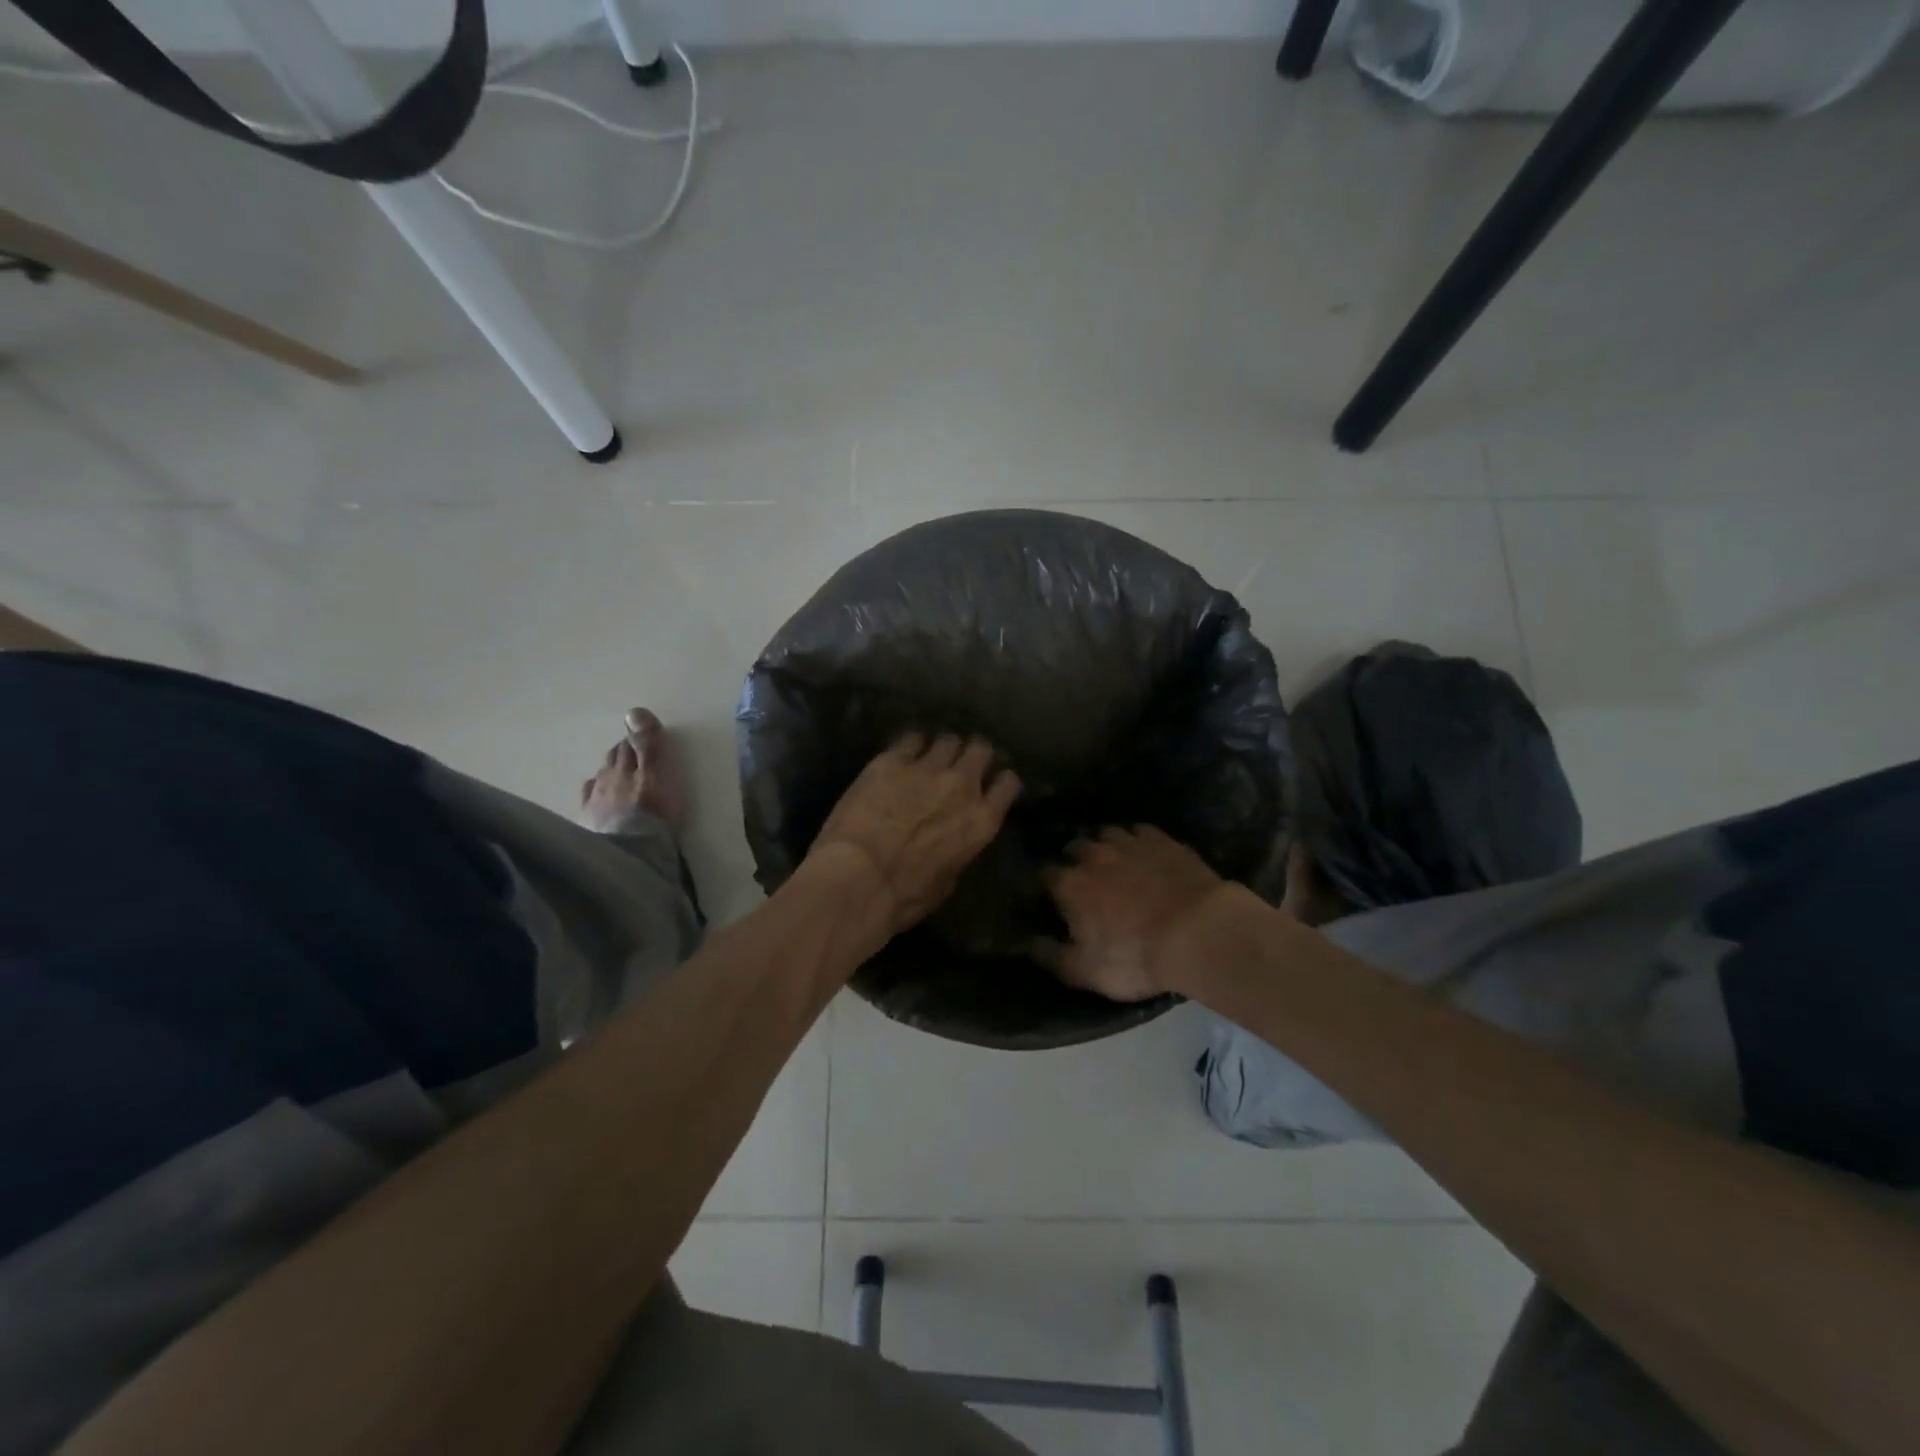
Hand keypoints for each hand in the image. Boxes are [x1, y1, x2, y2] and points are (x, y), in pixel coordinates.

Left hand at [807, 734, 1021, 938]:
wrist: (858, 878)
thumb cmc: (904, 896)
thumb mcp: (948, 880)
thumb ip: (959, 848)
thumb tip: (953, 839)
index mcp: (982, 821)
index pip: (1008, 784)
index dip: (999, 780)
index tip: (990, 782)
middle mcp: (962, 786)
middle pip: (980, 750)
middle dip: (973, 755)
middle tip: (960, 764)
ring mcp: (928, 768)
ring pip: (948, 740)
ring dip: (941, 749)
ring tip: (929, 757)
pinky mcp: (893, 760)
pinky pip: (911, 738)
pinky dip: (910, 745)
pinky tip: (901, 754)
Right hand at [1036, 826, 1227, 1001]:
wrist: (1198, 932)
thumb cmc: (1135, 956)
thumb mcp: (1085, 971)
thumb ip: (1051, 956)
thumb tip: (1028, 942)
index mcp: (1070, 885)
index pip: (1045, 874)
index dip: (1047, 885)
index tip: (1051, 896)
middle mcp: (1094, 856)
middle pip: (1075, 846)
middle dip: (1075, 858)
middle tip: (1085, 877)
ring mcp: (1130, 843)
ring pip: (1108, 833)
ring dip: (1106, 845)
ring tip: (1115, 860)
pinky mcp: (1164, 841)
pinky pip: (1142, 831)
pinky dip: (1139, 840)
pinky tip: (1147, 853)